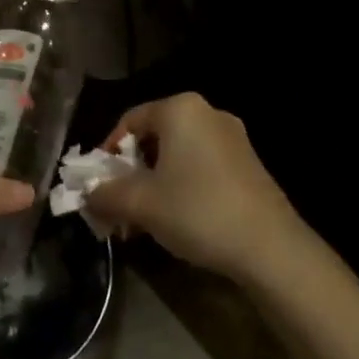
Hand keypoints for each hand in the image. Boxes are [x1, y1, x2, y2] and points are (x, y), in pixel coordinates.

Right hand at [85, 92, 300, 279]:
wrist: (271, 249)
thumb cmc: (198, 211)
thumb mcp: (141, 204)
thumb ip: (105, 194)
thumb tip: (87, 194)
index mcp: (180, 109)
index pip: (130, 121)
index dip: (108, 152)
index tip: (100, 184)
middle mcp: (207, 113)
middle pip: (155, 137)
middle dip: (132, 172)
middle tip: (120, 205)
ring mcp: (233, 138)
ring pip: (179, 154)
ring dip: (156, 182)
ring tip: (146, 219)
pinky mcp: (249, 164)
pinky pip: (202, 166)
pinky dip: (183, 185)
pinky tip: (179, 219)